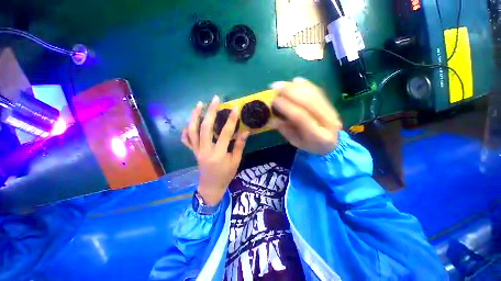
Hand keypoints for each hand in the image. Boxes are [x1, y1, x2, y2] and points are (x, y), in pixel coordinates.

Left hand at [181, 96, 249, 205]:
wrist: (210, 187)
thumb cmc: (225, 175)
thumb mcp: (236, 161)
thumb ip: (239, 146)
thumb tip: (245, 131)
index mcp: (218, 154)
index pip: (225, 133)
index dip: (231, 120)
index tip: (235, 108)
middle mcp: (205, 150)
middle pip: (205, 128)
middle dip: (210, 112)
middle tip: (215, 99)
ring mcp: (196, 150)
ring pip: (192, 131)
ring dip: (195, 116)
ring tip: (199, 104)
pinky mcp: (192, 151)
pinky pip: (186, 139)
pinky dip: (186, 129)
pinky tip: (190, 121)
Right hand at [271, 78, 341, 155]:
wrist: (331, 144)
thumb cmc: (310, 145)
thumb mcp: (296, 143)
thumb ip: (286, 131)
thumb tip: (274, 120)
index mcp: (317, 135)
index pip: (301, 117)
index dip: (286, 106)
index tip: (274, 100)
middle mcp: (327, 121)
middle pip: (308, 102)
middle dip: (290, 92)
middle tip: (276, 86)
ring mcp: (332, 111)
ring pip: (314, 94)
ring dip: (296, 86)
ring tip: (282, 83)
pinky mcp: (331, 105)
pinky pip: (318, 91)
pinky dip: (306, 85)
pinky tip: (296, 80)